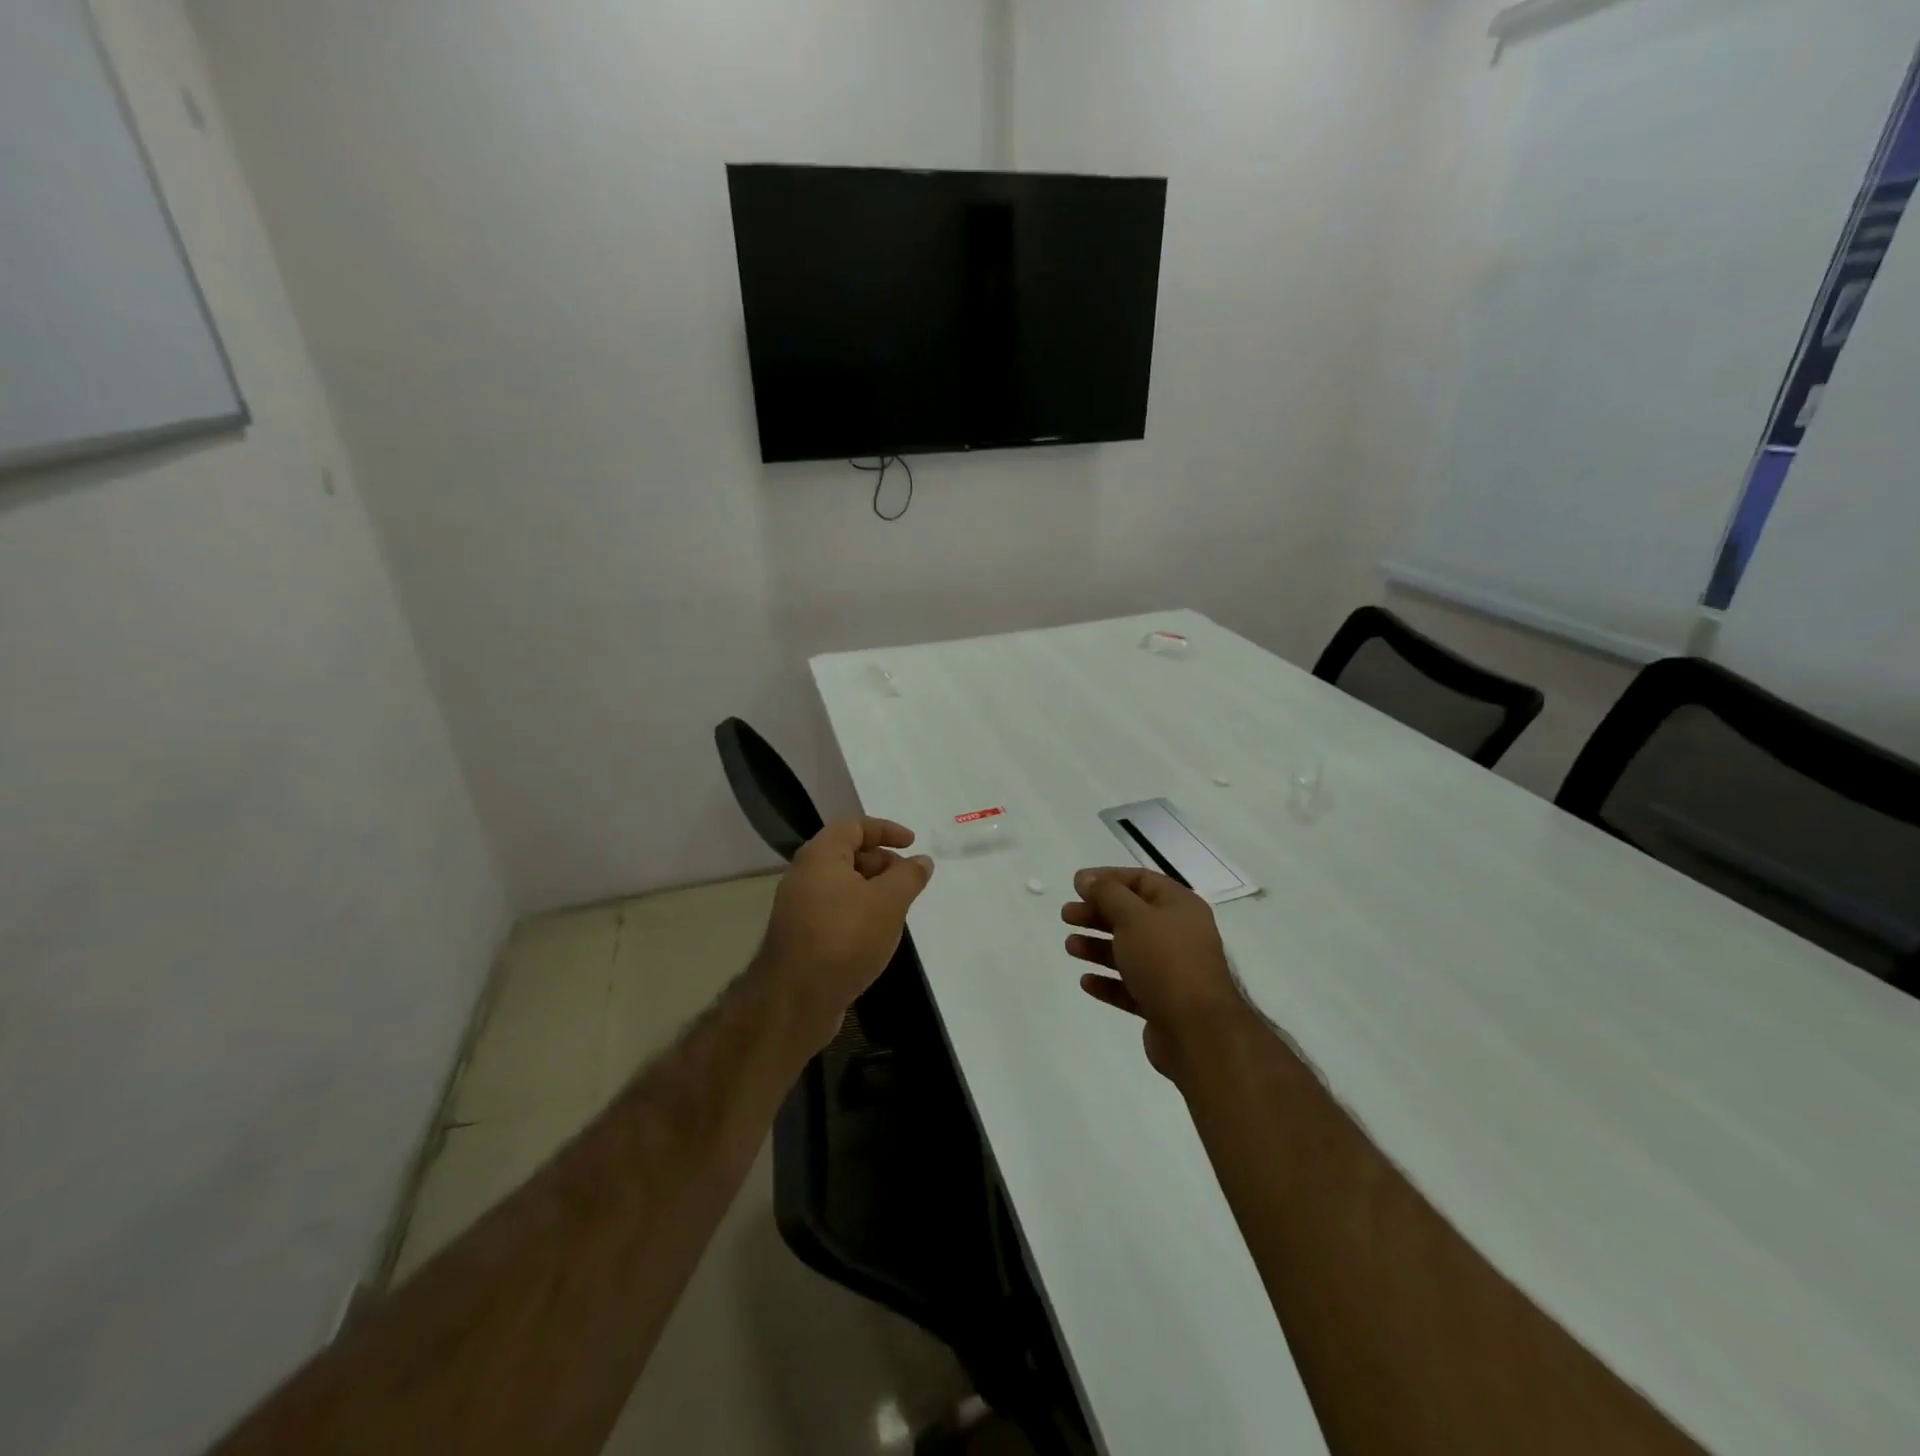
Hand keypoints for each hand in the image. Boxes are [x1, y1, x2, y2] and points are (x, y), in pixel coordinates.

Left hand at [757, 817, 934, 1049]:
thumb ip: (909, 876)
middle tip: (908, 880)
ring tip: (898, 908)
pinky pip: (834, 909)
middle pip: (847, 853)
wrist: (795, 999)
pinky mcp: (800, 935)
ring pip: (841, 884)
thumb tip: (922, 860)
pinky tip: (875, 934)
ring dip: (872, 889)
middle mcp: (804, 875)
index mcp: (820, 856)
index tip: (912, 844)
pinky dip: (858, 911)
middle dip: (882, 861)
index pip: (853, 825)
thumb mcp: (888, 902)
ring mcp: (798, 906)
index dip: (886, 829)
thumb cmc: (845, 938)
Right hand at [1063, 867, 1250, 1079]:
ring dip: (1097, 946)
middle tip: (1066, 916)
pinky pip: (1130, 986)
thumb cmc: (1165, 961)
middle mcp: (1179, 934)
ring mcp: (1172, 971)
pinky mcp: (1162, 1003)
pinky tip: (1086, 981)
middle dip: (1097, 913)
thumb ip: (1107, 893)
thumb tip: (1086, 877)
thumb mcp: (1133, 917)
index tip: (1076, 885)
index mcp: (1180, 906)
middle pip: (1131, 915)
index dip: (1107, 878)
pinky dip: (1108, 981)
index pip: (1141, 880)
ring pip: (1128, 951)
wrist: (1197, 1031)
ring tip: (1070, 947)